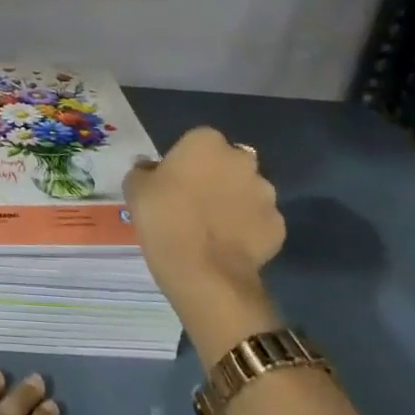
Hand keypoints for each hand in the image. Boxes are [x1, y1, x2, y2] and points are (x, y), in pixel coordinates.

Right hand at [125, 126, 284, 315]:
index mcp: (206, 142)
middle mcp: (242, 160)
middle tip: (195, 201)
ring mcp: (265, 194)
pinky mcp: (278, 226)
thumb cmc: (163, 218)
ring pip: (248, 191)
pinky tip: (229, 246)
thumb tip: (149, 168)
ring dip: (236, 201)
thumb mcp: (136, 189)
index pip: (197, 141)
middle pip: (228, 163)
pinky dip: (249, 229)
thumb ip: (143, 171)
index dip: (186, 161)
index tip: (174, 181)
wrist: (203, 273)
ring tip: (214, 227)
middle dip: (217, 177)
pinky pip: (260, 221)